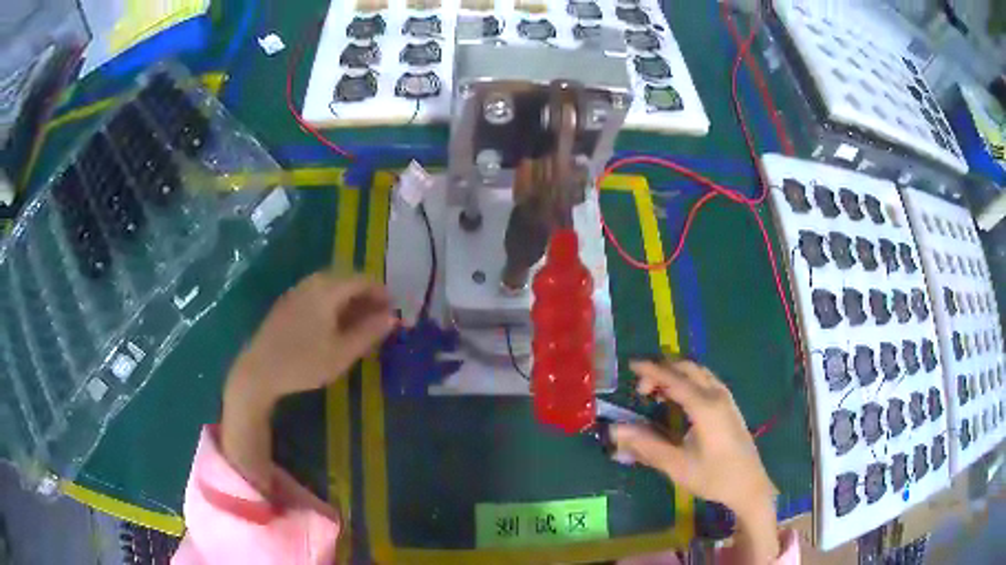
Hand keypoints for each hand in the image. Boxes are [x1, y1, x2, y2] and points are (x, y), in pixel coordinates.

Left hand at [221, 272, 394, 492]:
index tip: (394, 310)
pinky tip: (334, 326)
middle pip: (346, 280)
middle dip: (366, 296)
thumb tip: (392, 317)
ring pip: (330, 287)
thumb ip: (369, 333)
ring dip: (349, 300)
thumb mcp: (342, 353)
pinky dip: (333, 304)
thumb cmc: (303, 363)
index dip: (381, 292)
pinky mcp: (287, 304)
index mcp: (327, 290)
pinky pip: (317, 294)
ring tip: (360, 323)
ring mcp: (296, 292)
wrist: (258, 371)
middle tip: (379, 318)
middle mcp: (312, 283)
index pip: (362, 280)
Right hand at [613, 360, 779, 560]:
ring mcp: (727, 399)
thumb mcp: (677, 466)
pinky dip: (688, 380)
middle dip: (663, 370)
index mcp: (705, 407)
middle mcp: (717, 395)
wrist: (749, 485)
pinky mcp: (730, 405)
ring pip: (699, 372)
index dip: (651, 370)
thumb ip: (646, 446)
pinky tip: (679, 398)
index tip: (631, 365)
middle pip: (688, 369)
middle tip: (641, 388)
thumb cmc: (714, 477)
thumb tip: (616, 430)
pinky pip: (706, 380)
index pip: (674, 379)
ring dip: (676, 373)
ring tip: (656, 391)